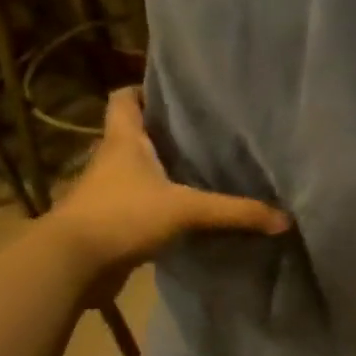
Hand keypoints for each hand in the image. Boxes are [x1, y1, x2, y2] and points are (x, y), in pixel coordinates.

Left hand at [49, 86, 288, 278]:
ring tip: (204, 170)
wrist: (71, 265)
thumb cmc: (123, 216)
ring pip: (139, 172)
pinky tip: (189, 213)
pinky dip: (161, 206)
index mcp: (123, 142)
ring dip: (164, 172)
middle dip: (167, 133)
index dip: (144, 90)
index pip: (124, 99)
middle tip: (207, 132)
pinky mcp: (111, 222)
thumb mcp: (187, 210)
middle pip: (137, 135)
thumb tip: (285, 219)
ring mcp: (108, 193)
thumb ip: (236, 212)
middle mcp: (112, 161)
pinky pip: (141, 205)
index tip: (176, 93)